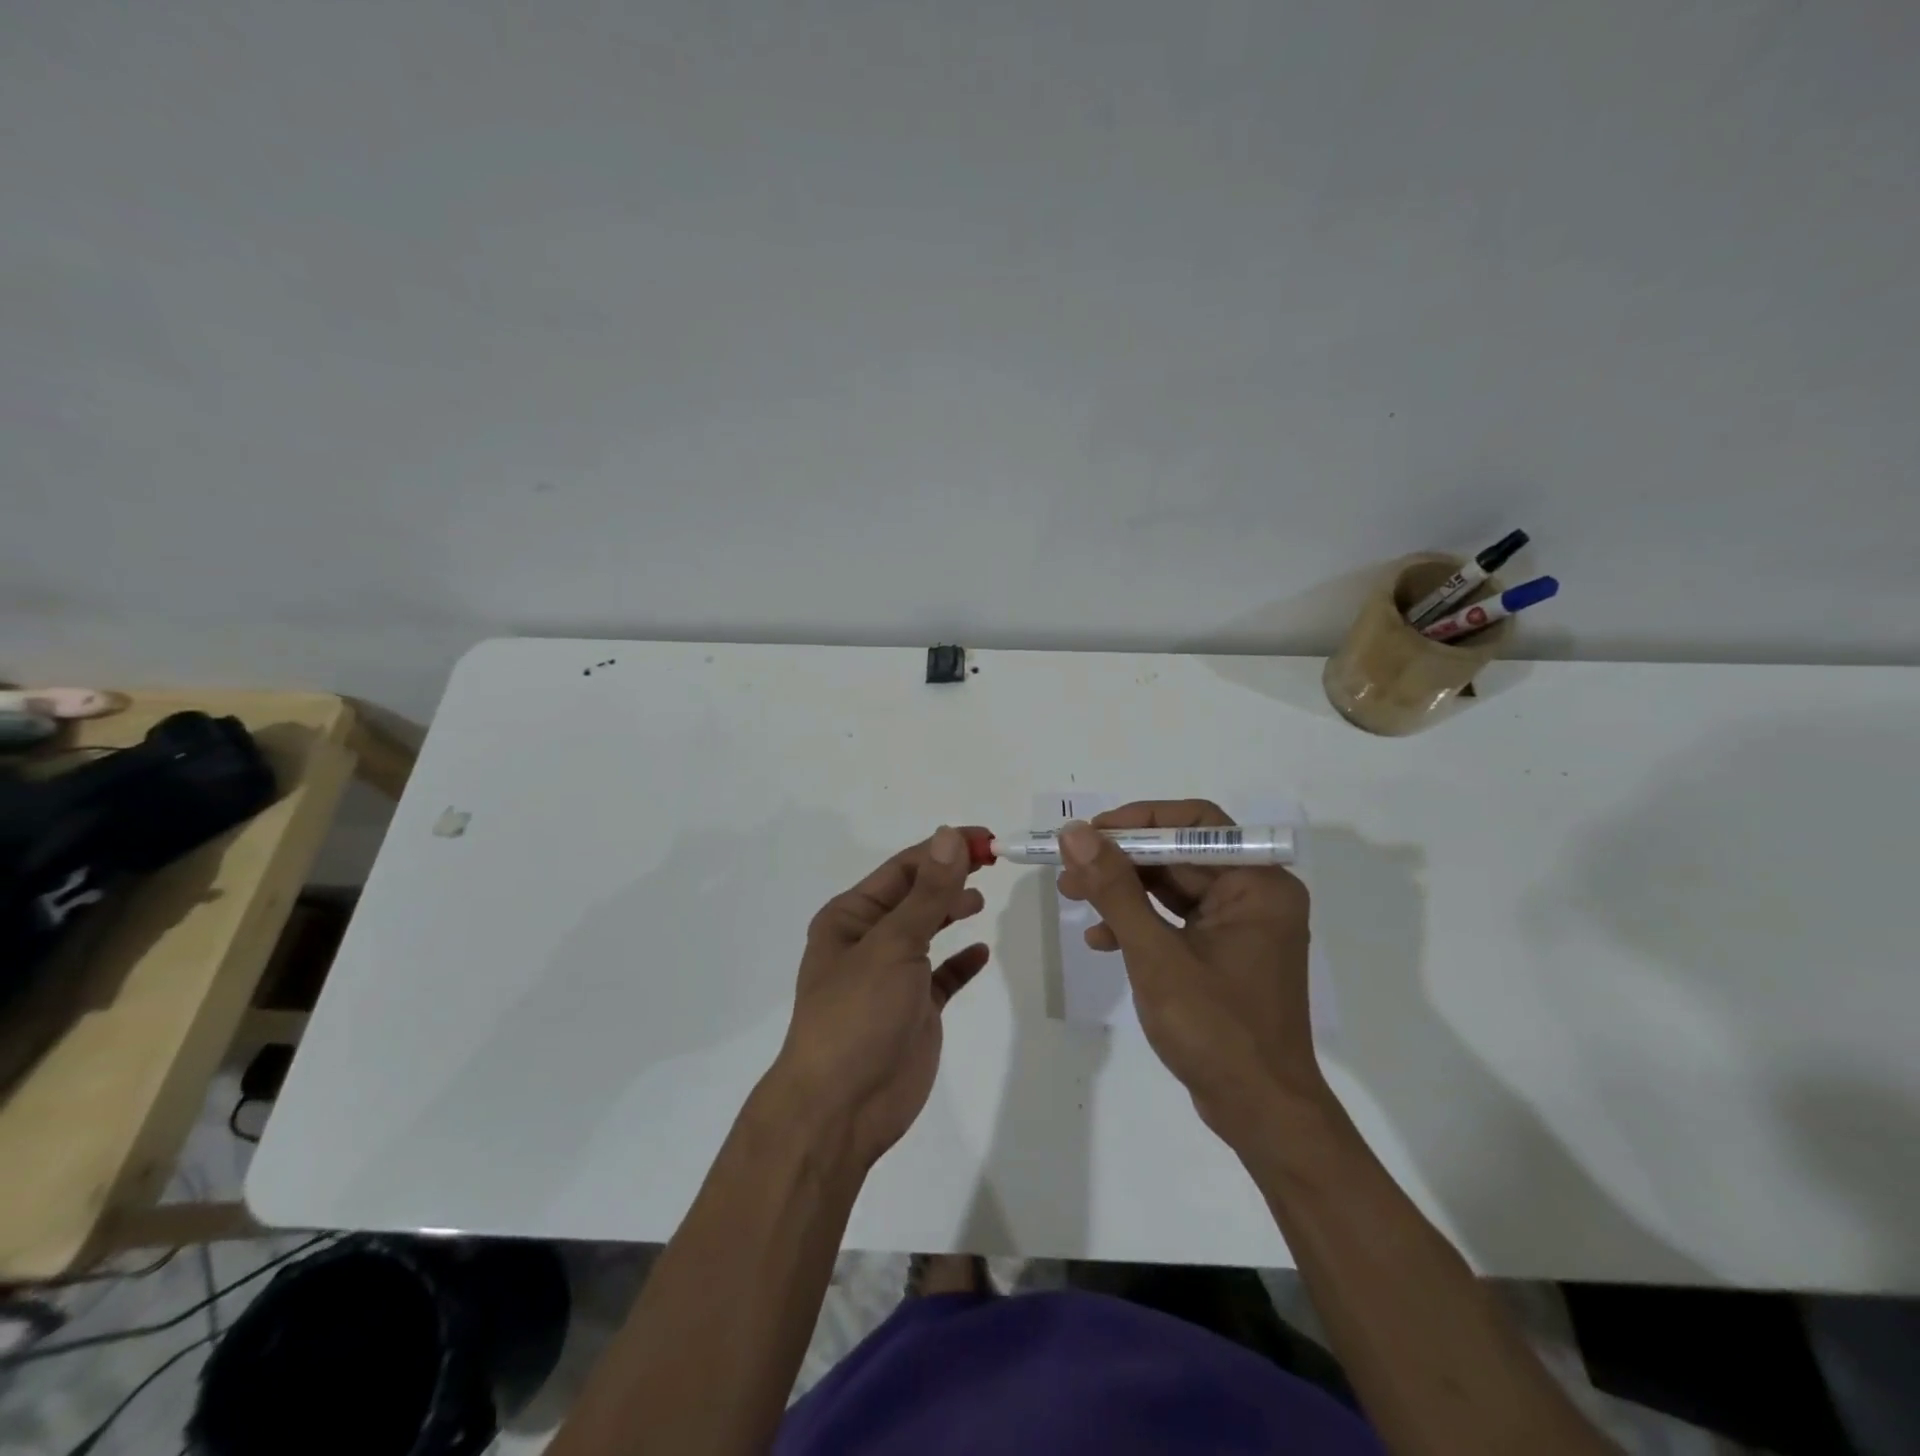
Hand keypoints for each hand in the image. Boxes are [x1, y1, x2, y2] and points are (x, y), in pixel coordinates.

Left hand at [771, 826, 990, 1169]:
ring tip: (981, 900)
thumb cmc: (858, 1014)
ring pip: (928, 931)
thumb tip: (950, 836)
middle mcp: (869, 939)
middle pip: (917, 895)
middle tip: (994, 862)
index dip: (944, 849)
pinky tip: (980, 953)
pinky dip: (960, 963)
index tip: (987, 839)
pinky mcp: (914, 1010)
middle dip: (951, 876)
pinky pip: (942, 976)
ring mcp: (892, 976)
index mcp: (852, 916)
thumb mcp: (893, 944)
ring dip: (952, 911)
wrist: (841, 1108)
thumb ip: (928, 893)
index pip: (904, 868)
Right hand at [1056, 802, 1322, 1142]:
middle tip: (1067, 866)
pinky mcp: (1224, 952)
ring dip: (1122, 890)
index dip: (1138, 821)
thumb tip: (1075, 833)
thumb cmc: (1215, 1030)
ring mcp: (1241, 925)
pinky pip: (1176, 919)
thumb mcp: (1155, 954)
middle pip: (1179, 854)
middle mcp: (1255, 894)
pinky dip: (1139, 923)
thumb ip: (1114, 889)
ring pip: (1172, 886)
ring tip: (1070, 896)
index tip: (1088, 833)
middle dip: (1120, 860)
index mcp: (1258, 883)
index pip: (1195, 823)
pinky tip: (1101, 940)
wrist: (1260, 1113)